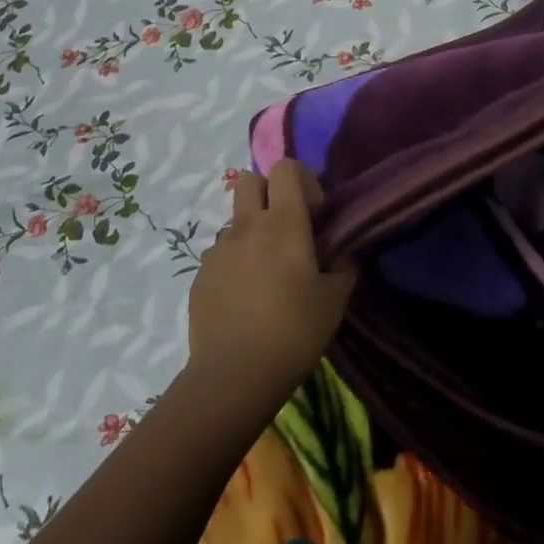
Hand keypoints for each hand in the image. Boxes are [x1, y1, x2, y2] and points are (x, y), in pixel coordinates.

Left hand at [188, 160, 357, 396]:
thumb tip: (340, 254)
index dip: (304, 180)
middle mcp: (247, 226)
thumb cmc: (294, 331)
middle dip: (271, 192)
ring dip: (254, 231)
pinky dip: (237, 262)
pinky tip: (247, 297)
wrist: (233, 376)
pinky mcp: (200, 275)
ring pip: (237, 220)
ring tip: (268, 272)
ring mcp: (219, 250)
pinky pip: (222, 253)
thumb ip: (342, 266)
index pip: (286, 167)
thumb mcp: (335, 300)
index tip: (316, 215)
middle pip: (251, 180)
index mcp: (283, 223)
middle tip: (289, 228)